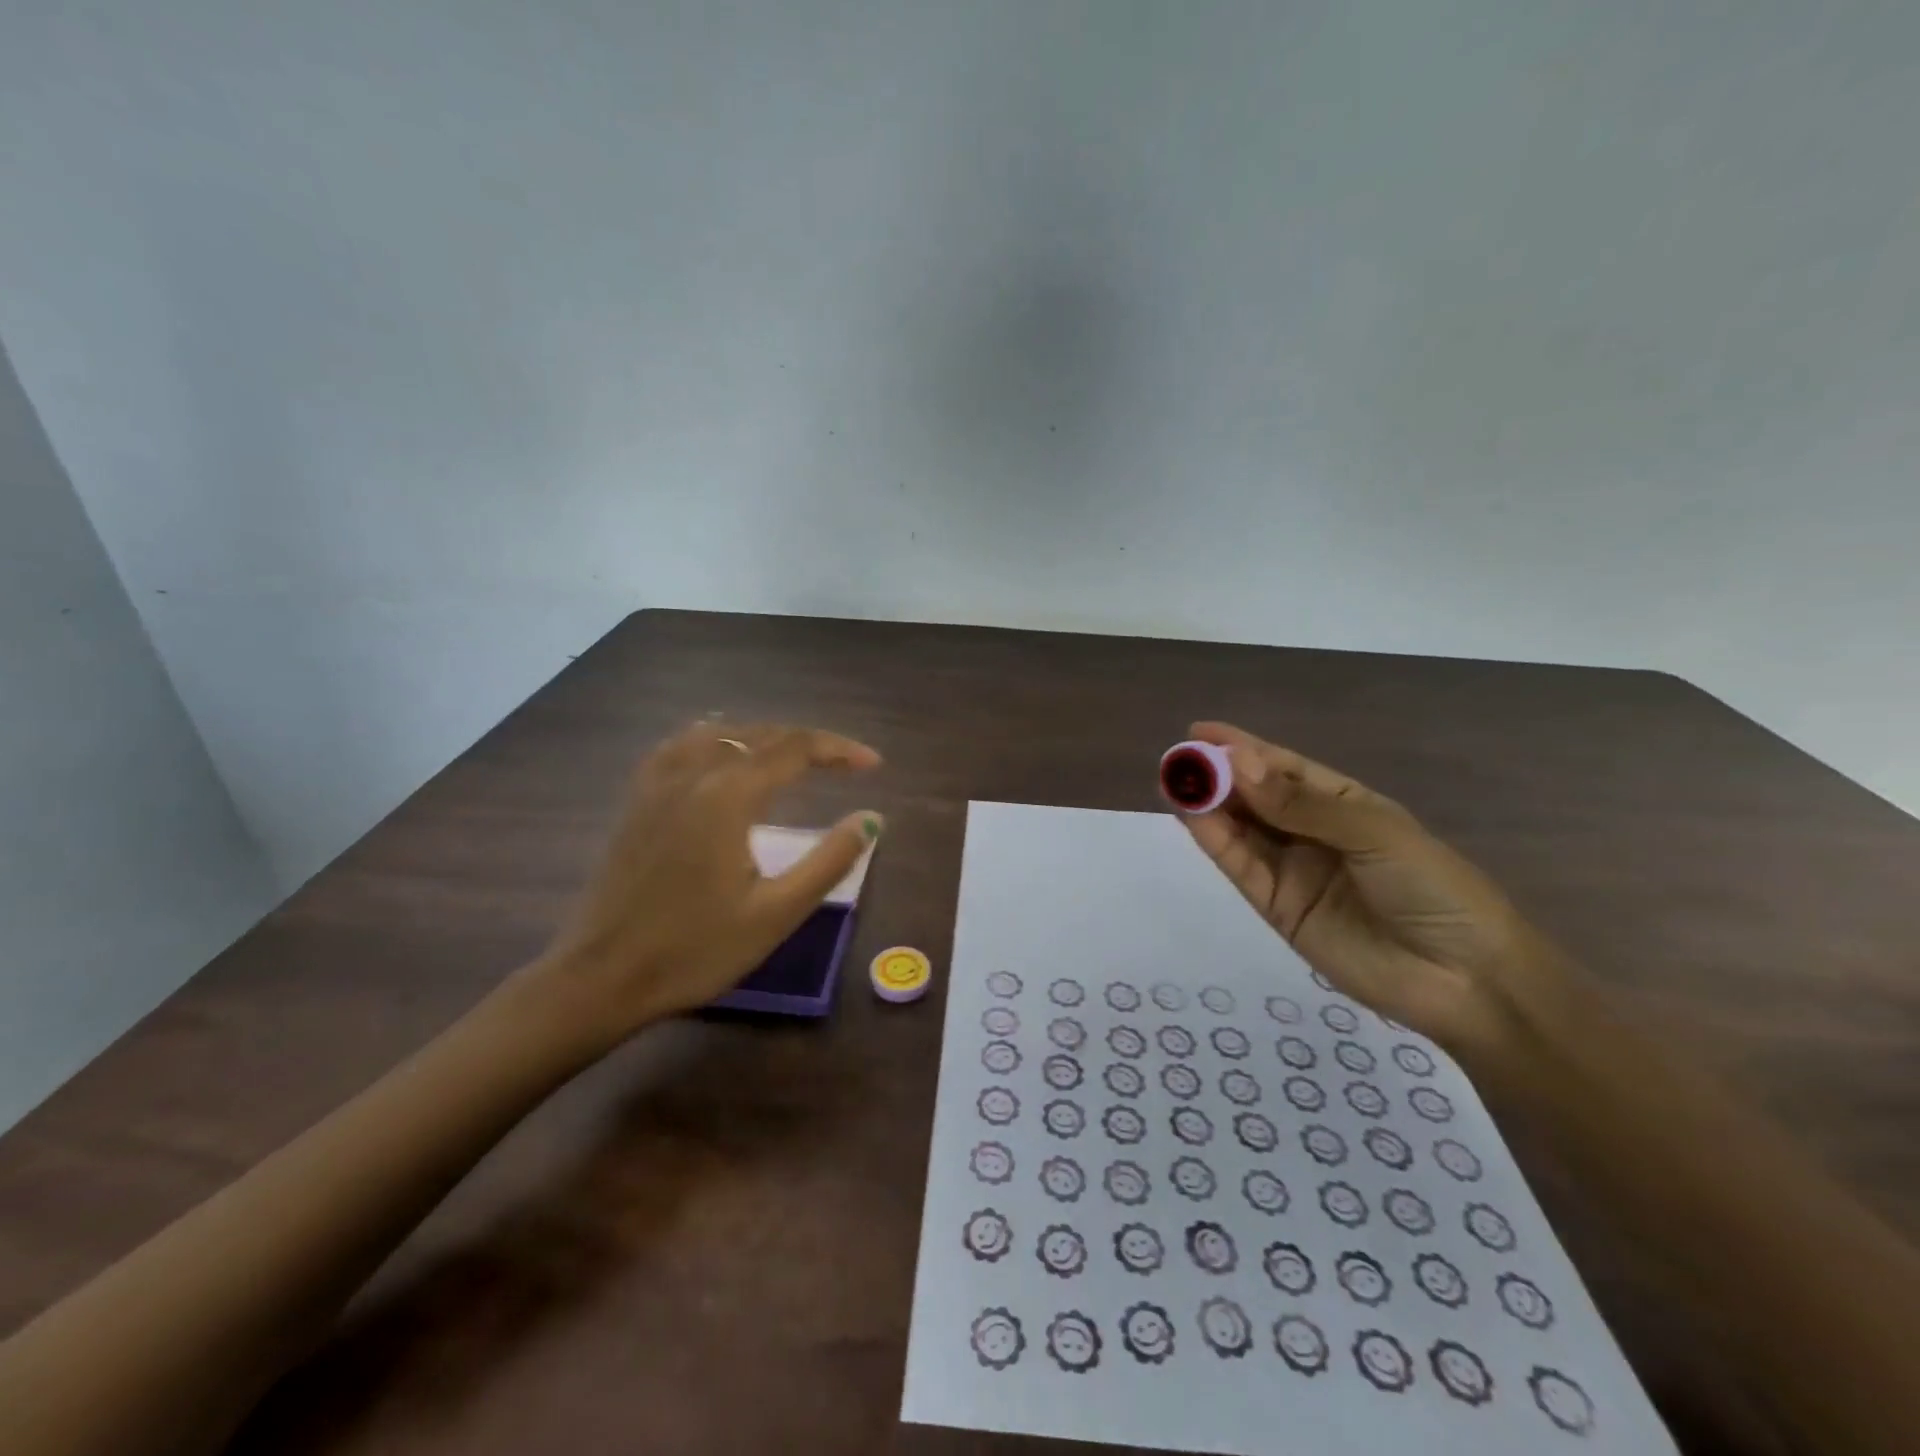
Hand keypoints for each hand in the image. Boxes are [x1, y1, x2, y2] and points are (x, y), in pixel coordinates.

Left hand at [517, 721, 881, 1050]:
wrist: (602, 978)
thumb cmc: (695, 950)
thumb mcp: (777, 913)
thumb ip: (829, 861)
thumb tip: (871, 820)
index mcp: (729, 796)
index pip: (796, 749)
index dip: (839, 750)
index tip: (874, 764)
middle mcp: (693, 773)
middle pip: (761, 734)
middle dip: (809, 742)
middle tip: (846, 763)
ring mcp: (658, 783)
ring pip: (721, 732)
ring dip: (765, 736)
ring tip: (794, 755)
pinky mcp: (637, 799)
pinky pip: (682, 745)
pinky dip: (717, 737)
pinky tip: (722, 752)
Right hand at [1178, 722, 1566, 1058]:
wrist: (1464, 980)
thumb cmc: (1433, 888)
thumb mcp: (1373, 834)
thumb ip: (1300, 805)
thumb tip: (1237, 765)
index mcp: (1344, 803)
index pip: (1283, 768)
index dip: (1241, 748)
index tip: (1199, 731)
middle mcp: (1311, 832)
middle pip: (1255, 796)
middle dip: (1217, 775)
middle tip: (1177, 758)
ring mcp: (1292, 870)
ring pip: (1241, 829)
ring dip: (1209, 805)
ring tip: (1175, 782)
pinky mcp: (1277, 907)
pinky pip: (1241, 866)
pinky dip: (1215, 841)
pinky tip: (1192, 816)